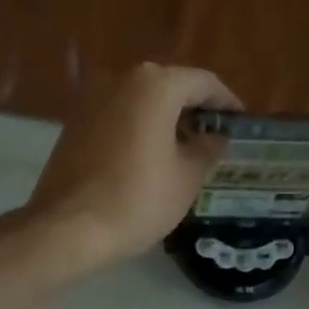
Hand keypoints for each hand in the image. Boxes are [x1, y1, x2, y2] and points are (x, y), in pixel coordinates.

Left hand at [19, 62, 240, 275]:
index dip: (226, 102)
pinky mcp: (74, 123)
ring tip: (185, 151)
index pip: (203, 82)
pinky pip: (118, 116)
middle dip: (195, 110)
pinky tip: (150, 158)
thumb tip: (215, 137)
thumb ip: (207, 149)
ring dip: (166, 119)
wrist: (68, 228)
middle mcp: (121, 80)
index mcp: (155, 85)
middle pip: (170, 86)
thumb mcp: (187, 178)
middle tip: (214, 138)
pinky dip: (139, 128)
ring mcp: (92, 100)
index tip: (240, 123)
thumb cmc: (137, 200)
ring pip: (141, 101)